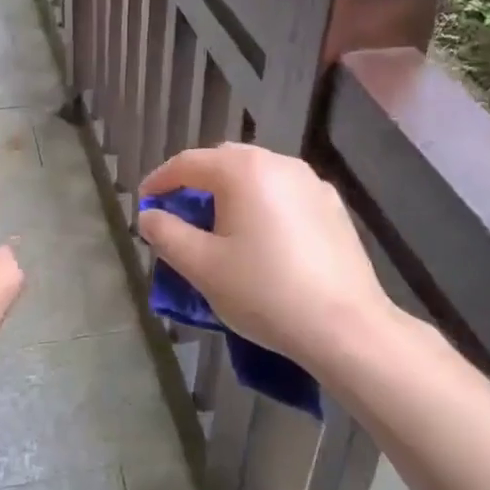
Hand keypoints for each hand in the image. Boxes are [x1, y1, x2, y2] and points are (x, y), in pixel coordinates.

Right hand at [138, 143, 393, 375]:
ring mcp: (311, 182)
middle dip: (196, 182)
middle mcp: (278, 163)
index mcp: (243, 170)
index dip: (160, 181)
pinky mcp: (332, 206)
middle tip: (178, 211)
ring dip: (231, 192)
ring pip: (257, 175)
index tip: (144, 203)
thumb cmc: (264, 292)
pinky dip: (262, 204)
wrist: (345, 327)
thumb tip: (149, 216)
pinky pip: (284, 193)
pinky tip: (262, 236)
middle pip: (225, 162)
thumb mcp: (202, 266)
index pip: (188, 163)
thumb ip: (167, 234)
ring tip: (219, 224)